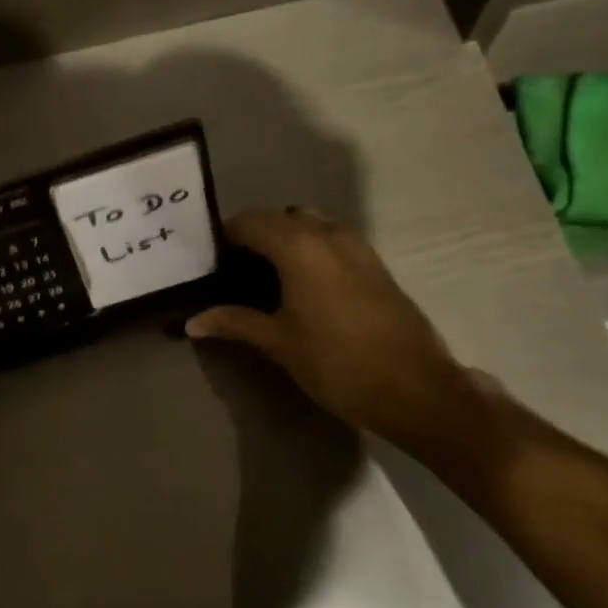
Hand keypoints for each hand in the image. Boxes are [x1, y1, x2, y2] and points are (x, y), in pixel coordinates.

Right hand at [185, 209, 485, 455]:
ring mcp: (357, 245)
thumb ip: (234, 322)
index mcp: (298, 245)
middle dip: (254, 235)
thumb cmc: (337, 363)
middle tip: (233, 269)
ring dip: (285, 238)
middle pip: (278, 218)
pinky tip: (303, 284)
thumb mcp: (278, 342)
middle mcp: (327, 233)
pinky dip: (311, 248)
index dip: (224, 237)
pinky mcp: (375, 263)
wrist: (416, 389)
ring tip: (267, 274)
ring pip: (309, 224)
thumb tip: (191, 322)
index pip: (248, 223)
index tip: (208, 261)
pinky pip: (332, 239)